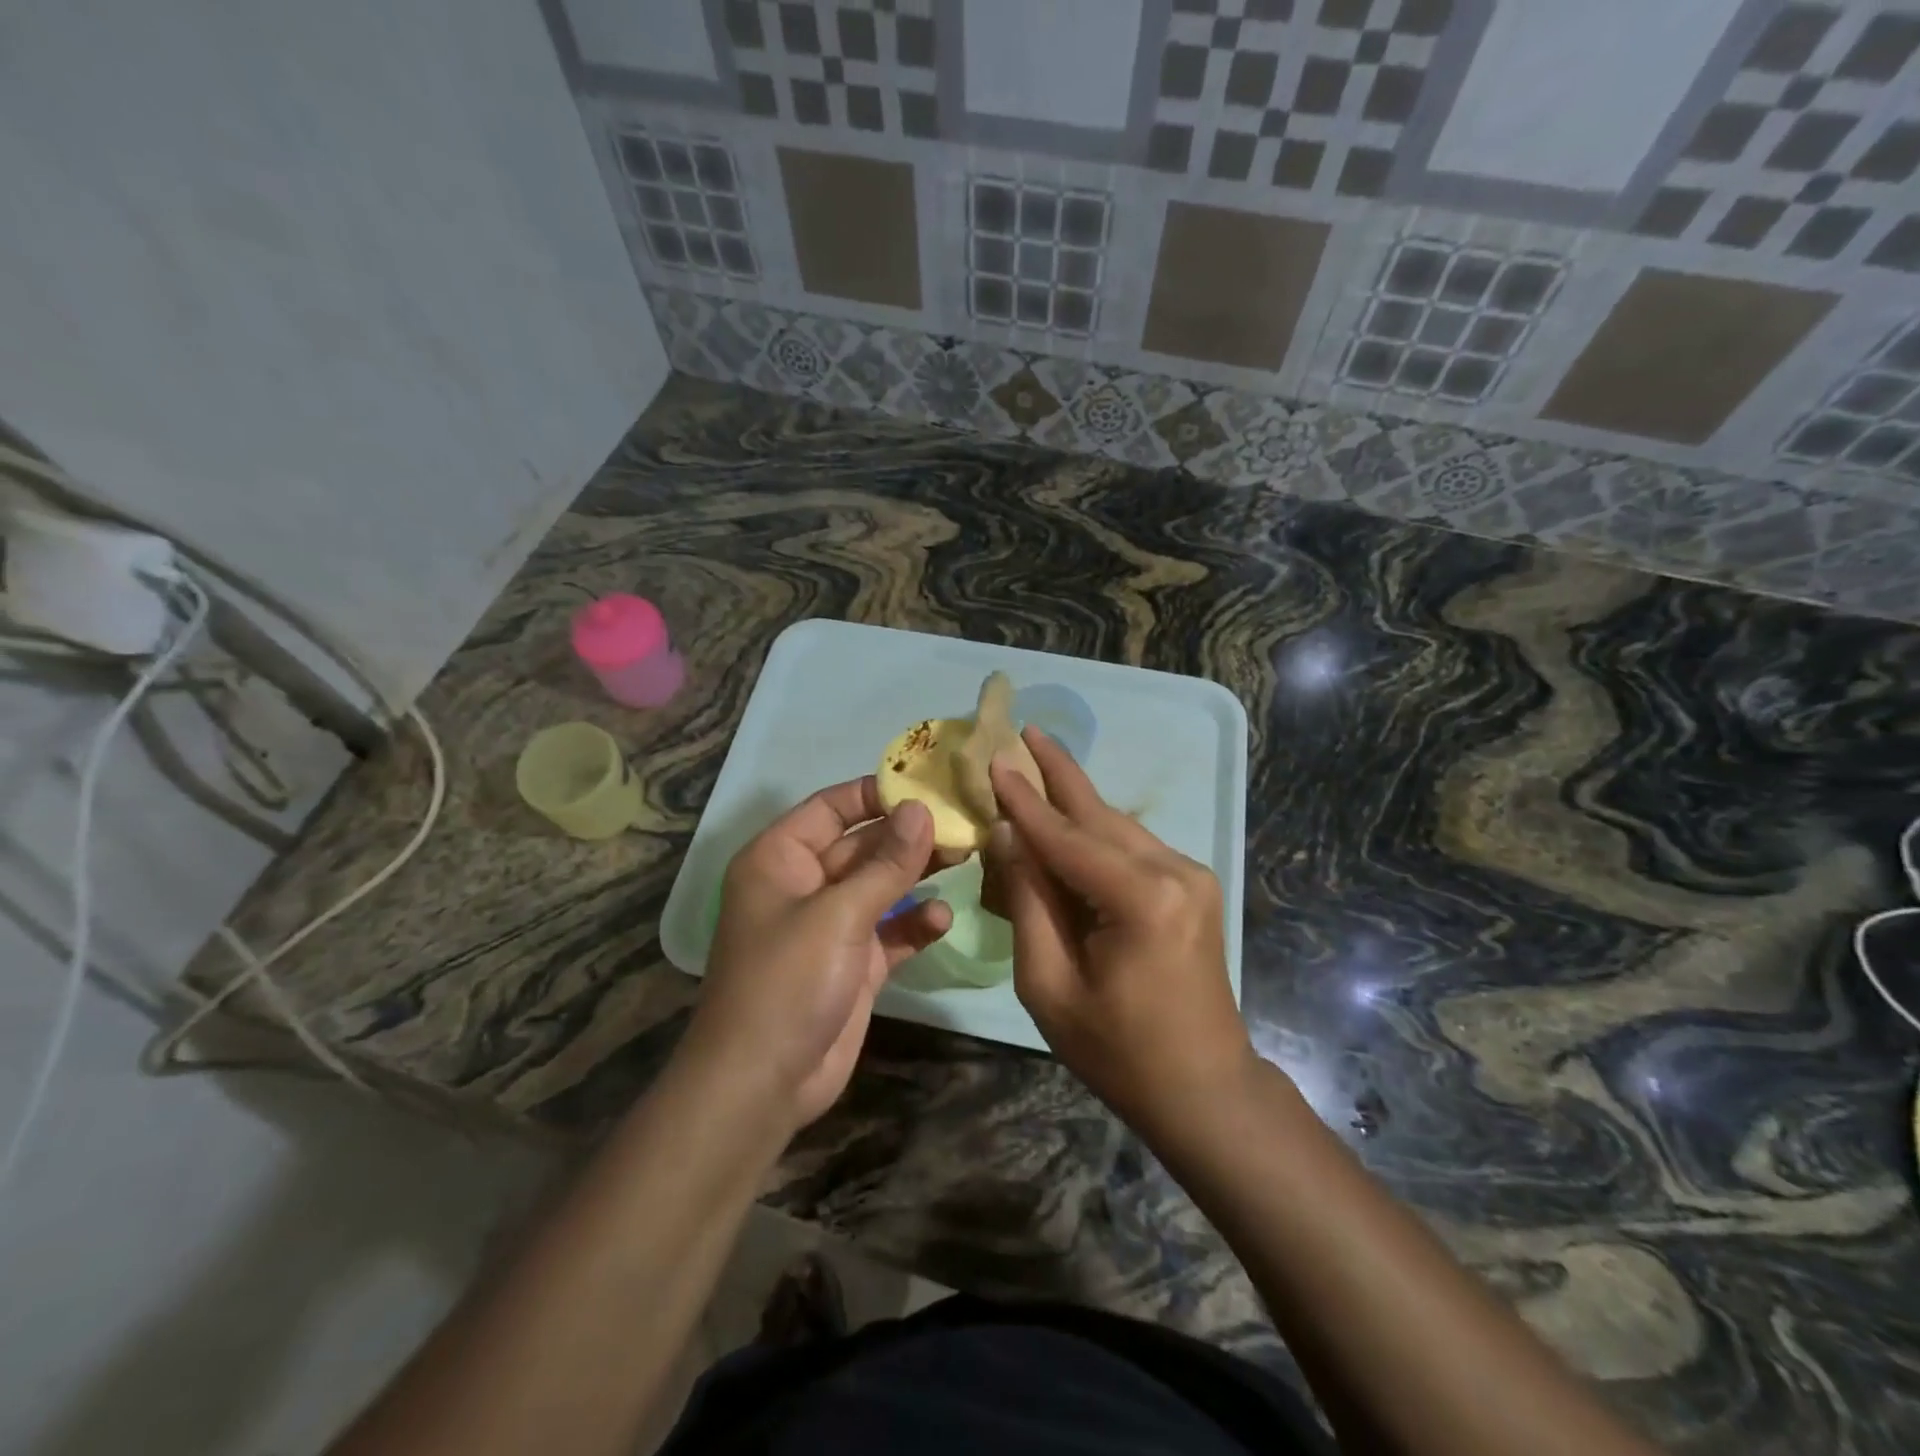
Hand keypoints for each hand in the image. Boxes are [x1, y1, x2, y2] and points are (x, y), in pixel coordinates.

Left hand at [689, 778, 951, 1129]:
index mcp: (781, 859)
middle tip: (963, 822)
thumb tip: (921, 808)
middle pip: (863, 845)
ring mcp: (831, 926)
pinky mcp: (854, 964)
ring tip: (965, 857)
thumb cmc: (787, 981)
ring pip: (881, 886)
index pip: (831, 807)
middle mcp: (805, 885)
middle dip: (908, 835)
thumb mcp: (839, 914)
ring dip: (918, 873)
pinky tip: (942, 918)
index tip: (928, 785)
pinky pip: (890, 931)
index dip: (876, 793)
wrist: (762, 1084)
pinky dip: (914, 923)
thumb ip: (886, 862)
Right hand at [986, 728, 1254, 1137]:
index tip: (994, 758)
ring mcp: (1191, 876)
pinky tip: (1064, 823)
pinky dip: (1093, 834)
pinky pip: (1131, 848)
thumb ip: (1028, 902)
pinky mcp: (1192, 886)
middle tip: (1026, 730)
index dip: (1024, 799)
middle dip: (1059, 772)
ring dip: (1074, 800)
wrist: (1204, 1089)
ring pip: (1117, 826)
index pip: (1066, 836)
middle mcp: (1175, 872)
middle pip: (1099, 814)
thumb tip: (1009, 837)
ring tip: (1037, 762)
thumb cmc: (1118, 1051)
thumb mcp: (1049, 985)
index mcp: (1142, 900)